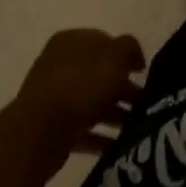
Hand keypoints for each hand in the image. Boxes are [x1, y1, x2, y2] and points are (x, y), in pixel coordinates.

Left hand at [13, 29, 145, 152]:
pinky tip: (119, 145)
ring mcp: (54, 97)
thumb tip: (134, 57)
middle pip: (99, 74)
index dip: (125, 55)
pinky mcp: (52, 126)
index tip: (142, 72)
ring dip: (116, 114)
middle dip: (123, 88)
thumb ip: (128, 48)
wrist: (41, 130)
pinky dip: (101, 137)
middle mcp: (59, 65)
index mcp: (71, 41)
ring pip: (92, 102)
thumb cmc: (81, 85)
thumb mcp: (114, 56)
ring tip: (136, 127)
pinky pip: (83, 129)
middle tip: (144, 103)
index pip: (104, 41)